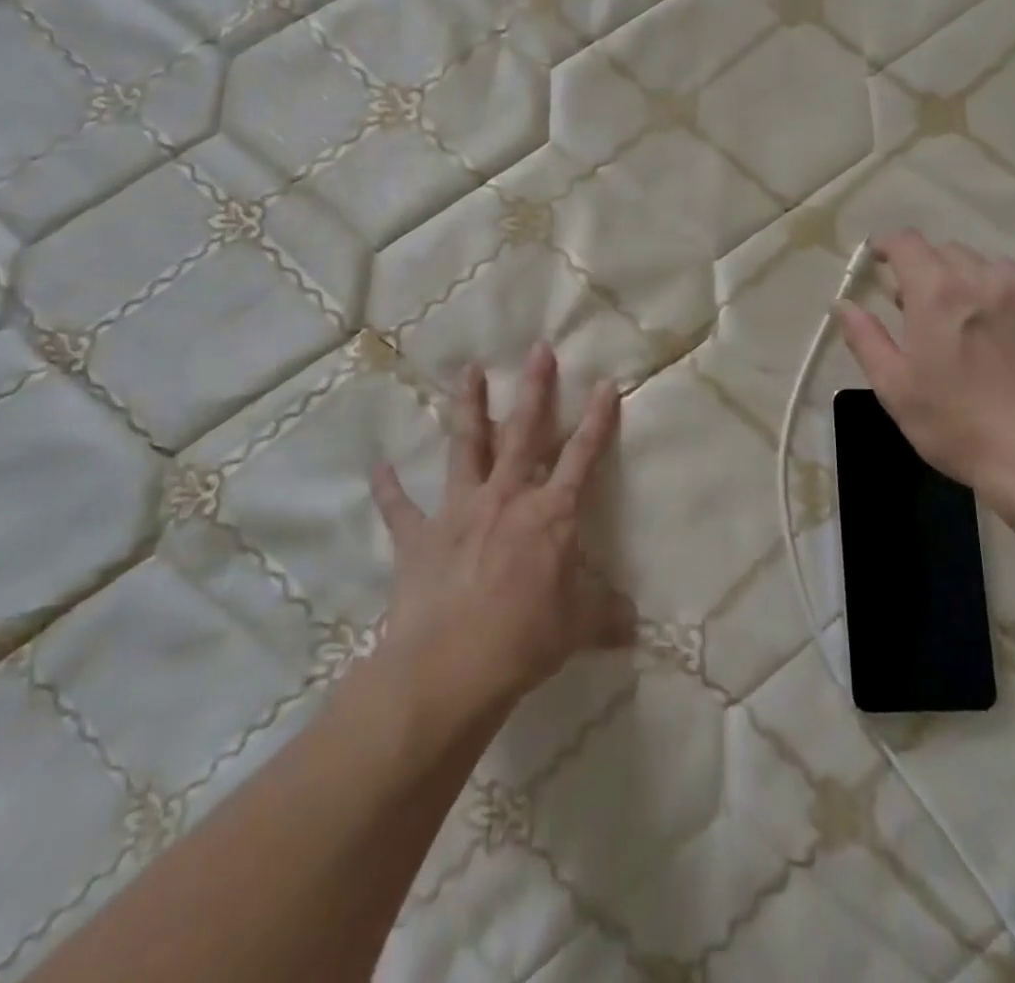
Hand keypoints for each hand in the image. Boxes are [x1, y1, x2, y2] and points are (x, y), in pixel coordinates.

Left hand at [370, 344, 633, 719]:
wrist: (450, 667)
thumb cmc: (524, 639)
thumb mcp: (578, 628)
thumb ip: (606, 615)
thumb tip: (635, 623)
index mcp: (550, 514)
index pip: (582, 457)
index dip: (597, 420)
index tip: (605, 383)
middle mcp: (506, 498)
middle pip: (524, 432)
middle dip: (535, 388)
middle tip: (538, 348)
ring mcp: (459, 511)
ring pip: (466, 446)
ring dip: (469, 406)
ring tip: (469, 369)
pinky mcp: (419, 536)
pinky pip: (400, 507)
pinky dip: (389, 488)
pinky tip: (379, 467)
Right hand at [837, 232, 1014, 508]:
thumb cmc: (958, 427)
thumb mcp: (895, 389)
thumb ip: (866, 339)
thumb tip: (843, 305)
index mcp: (937, 294)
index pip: (907, 243)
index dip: (887, 245)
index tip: (877, 260)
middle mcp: (984, 281)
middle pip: (947, 251)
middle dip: (925, 267)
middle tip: (915, 303)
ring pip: (990, 265)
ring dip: (967, 277)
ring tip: (963, 313)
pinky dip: (1006, 291)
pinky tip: (1005, 322)